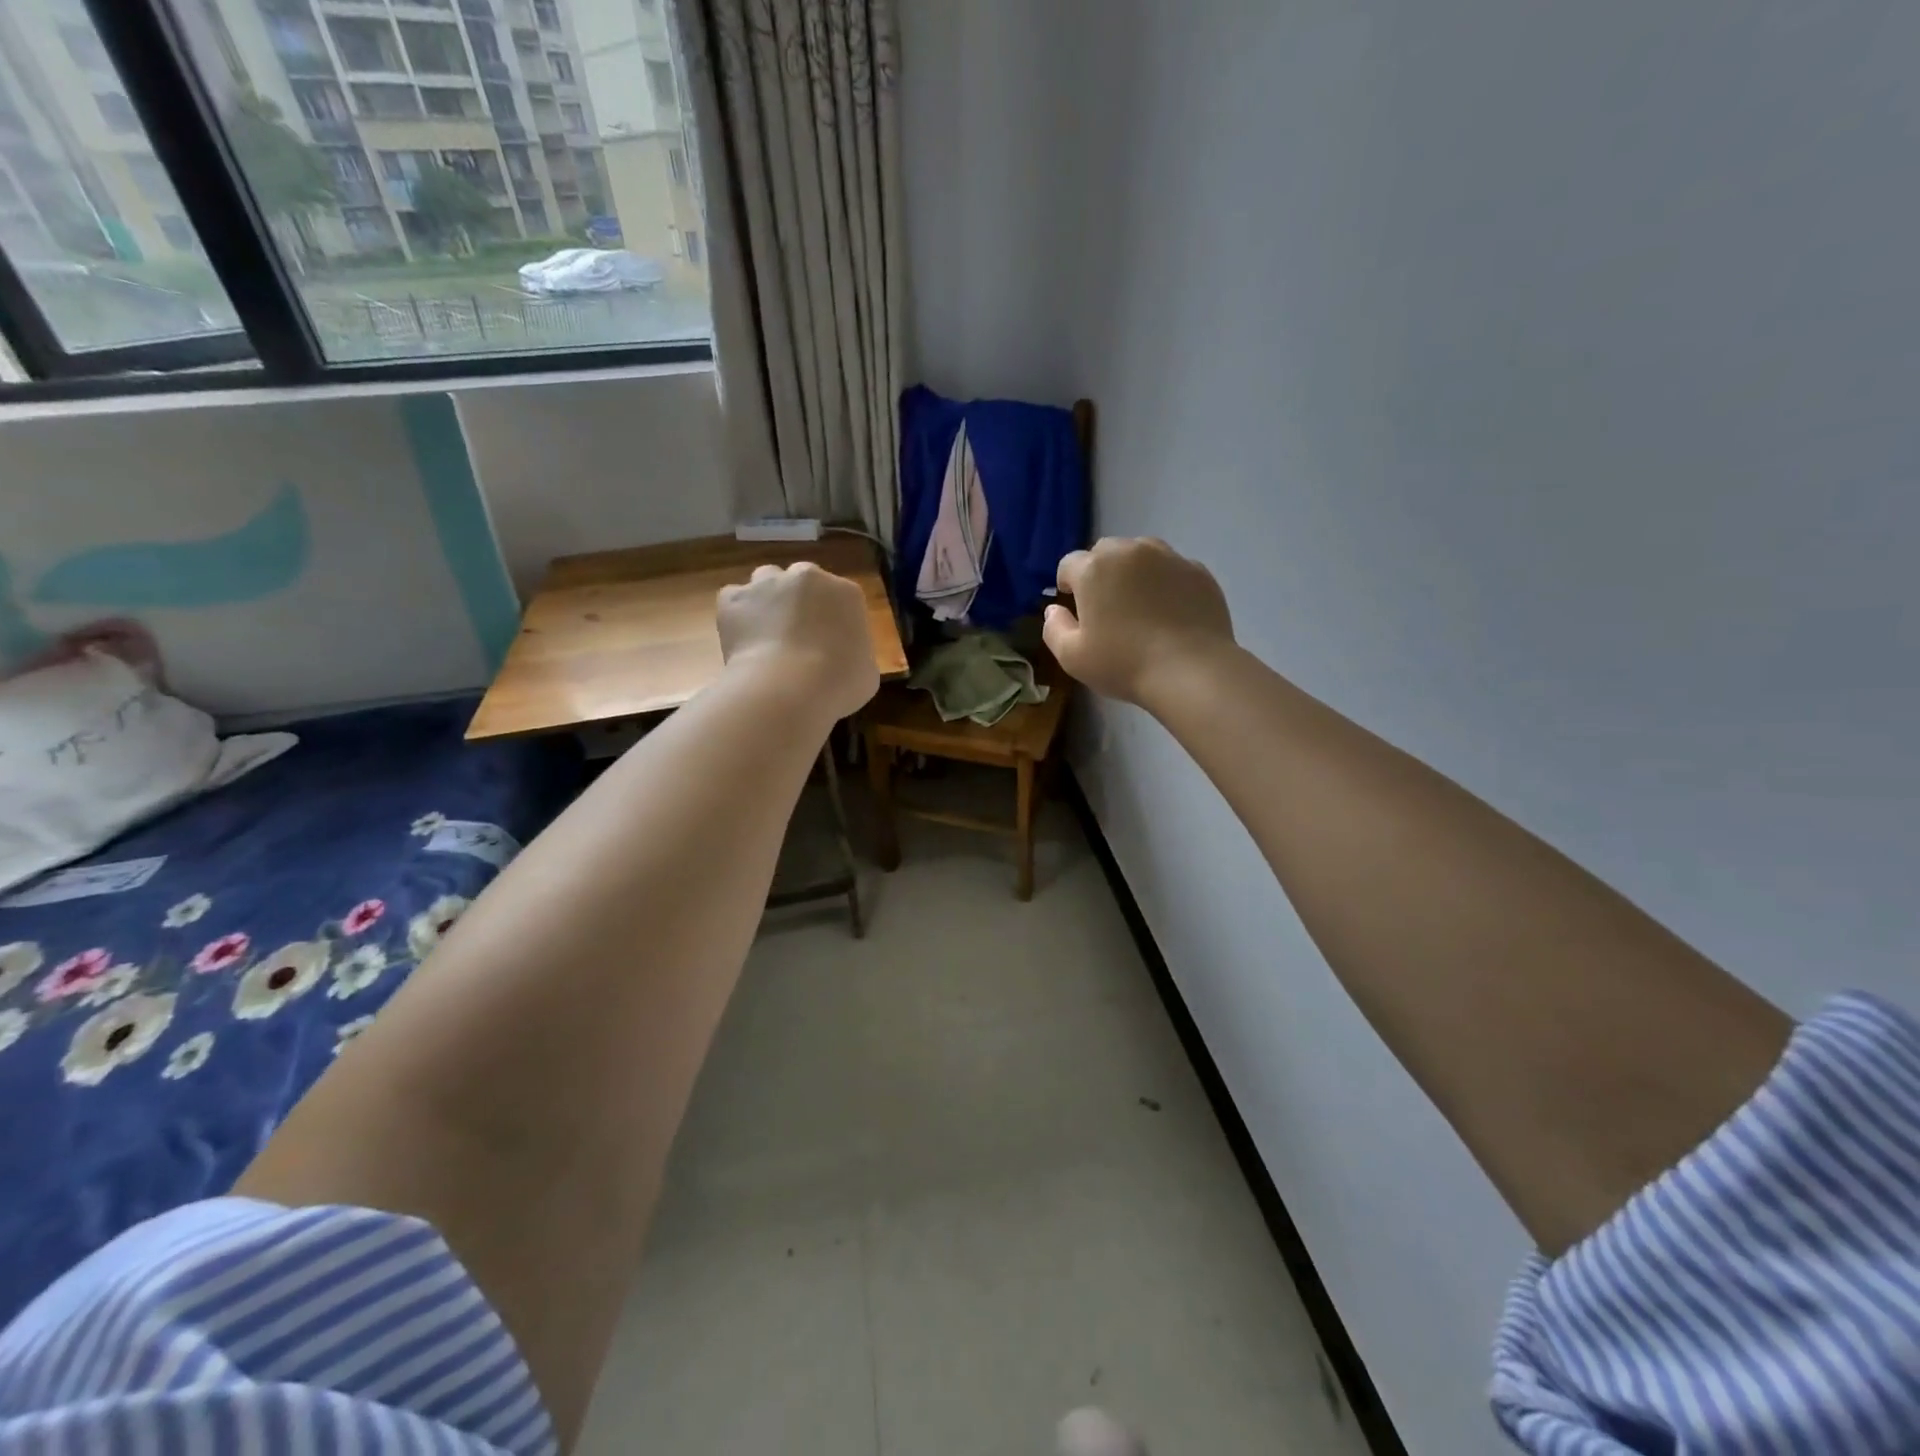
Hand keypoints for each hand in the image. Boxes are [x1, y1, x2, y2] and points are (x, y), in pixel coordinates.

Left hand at [717, 561, 879, 720]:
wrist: (790, 688)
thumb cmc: (840, 683)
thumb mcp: (866, 673)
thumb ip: (855, 655)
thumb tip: (841, 660)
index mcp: (847, 593)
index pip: (841, 598)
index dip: (832, 620)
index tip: (828, 644)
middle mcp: (808, 576)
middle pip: (803, 582)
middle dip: (800, 603)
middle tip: (797, 637)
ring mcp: (768, 584)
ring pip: (766, 582)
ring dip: (768, 600)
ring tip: (766, 633)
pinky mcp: (734, 599)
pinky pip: (734, 599)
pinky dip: (737, 615)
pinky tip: (743, 639)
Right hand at [1042, 538, 1234, 707]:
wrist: (1191, 671)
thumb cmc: (1124, 664)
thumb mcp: (1072, 657)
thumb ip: (1053, 628)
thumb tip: (1053, 610)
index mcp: (1094, 569)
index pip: (1069, 564)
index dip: (1067, 584)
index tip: (1074, 607)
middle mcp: (1130, 552)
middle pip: (1105, 551)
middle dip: (1100, 572)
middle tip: (1106, 607)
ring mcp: (1169, 557)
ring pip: (1141, 553)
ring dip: (1133, 571)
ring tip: (1140, 605)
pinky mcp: (1198, 571)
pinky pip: (1172, 569)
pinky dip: (1165, 582)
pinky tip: (1169, 612)